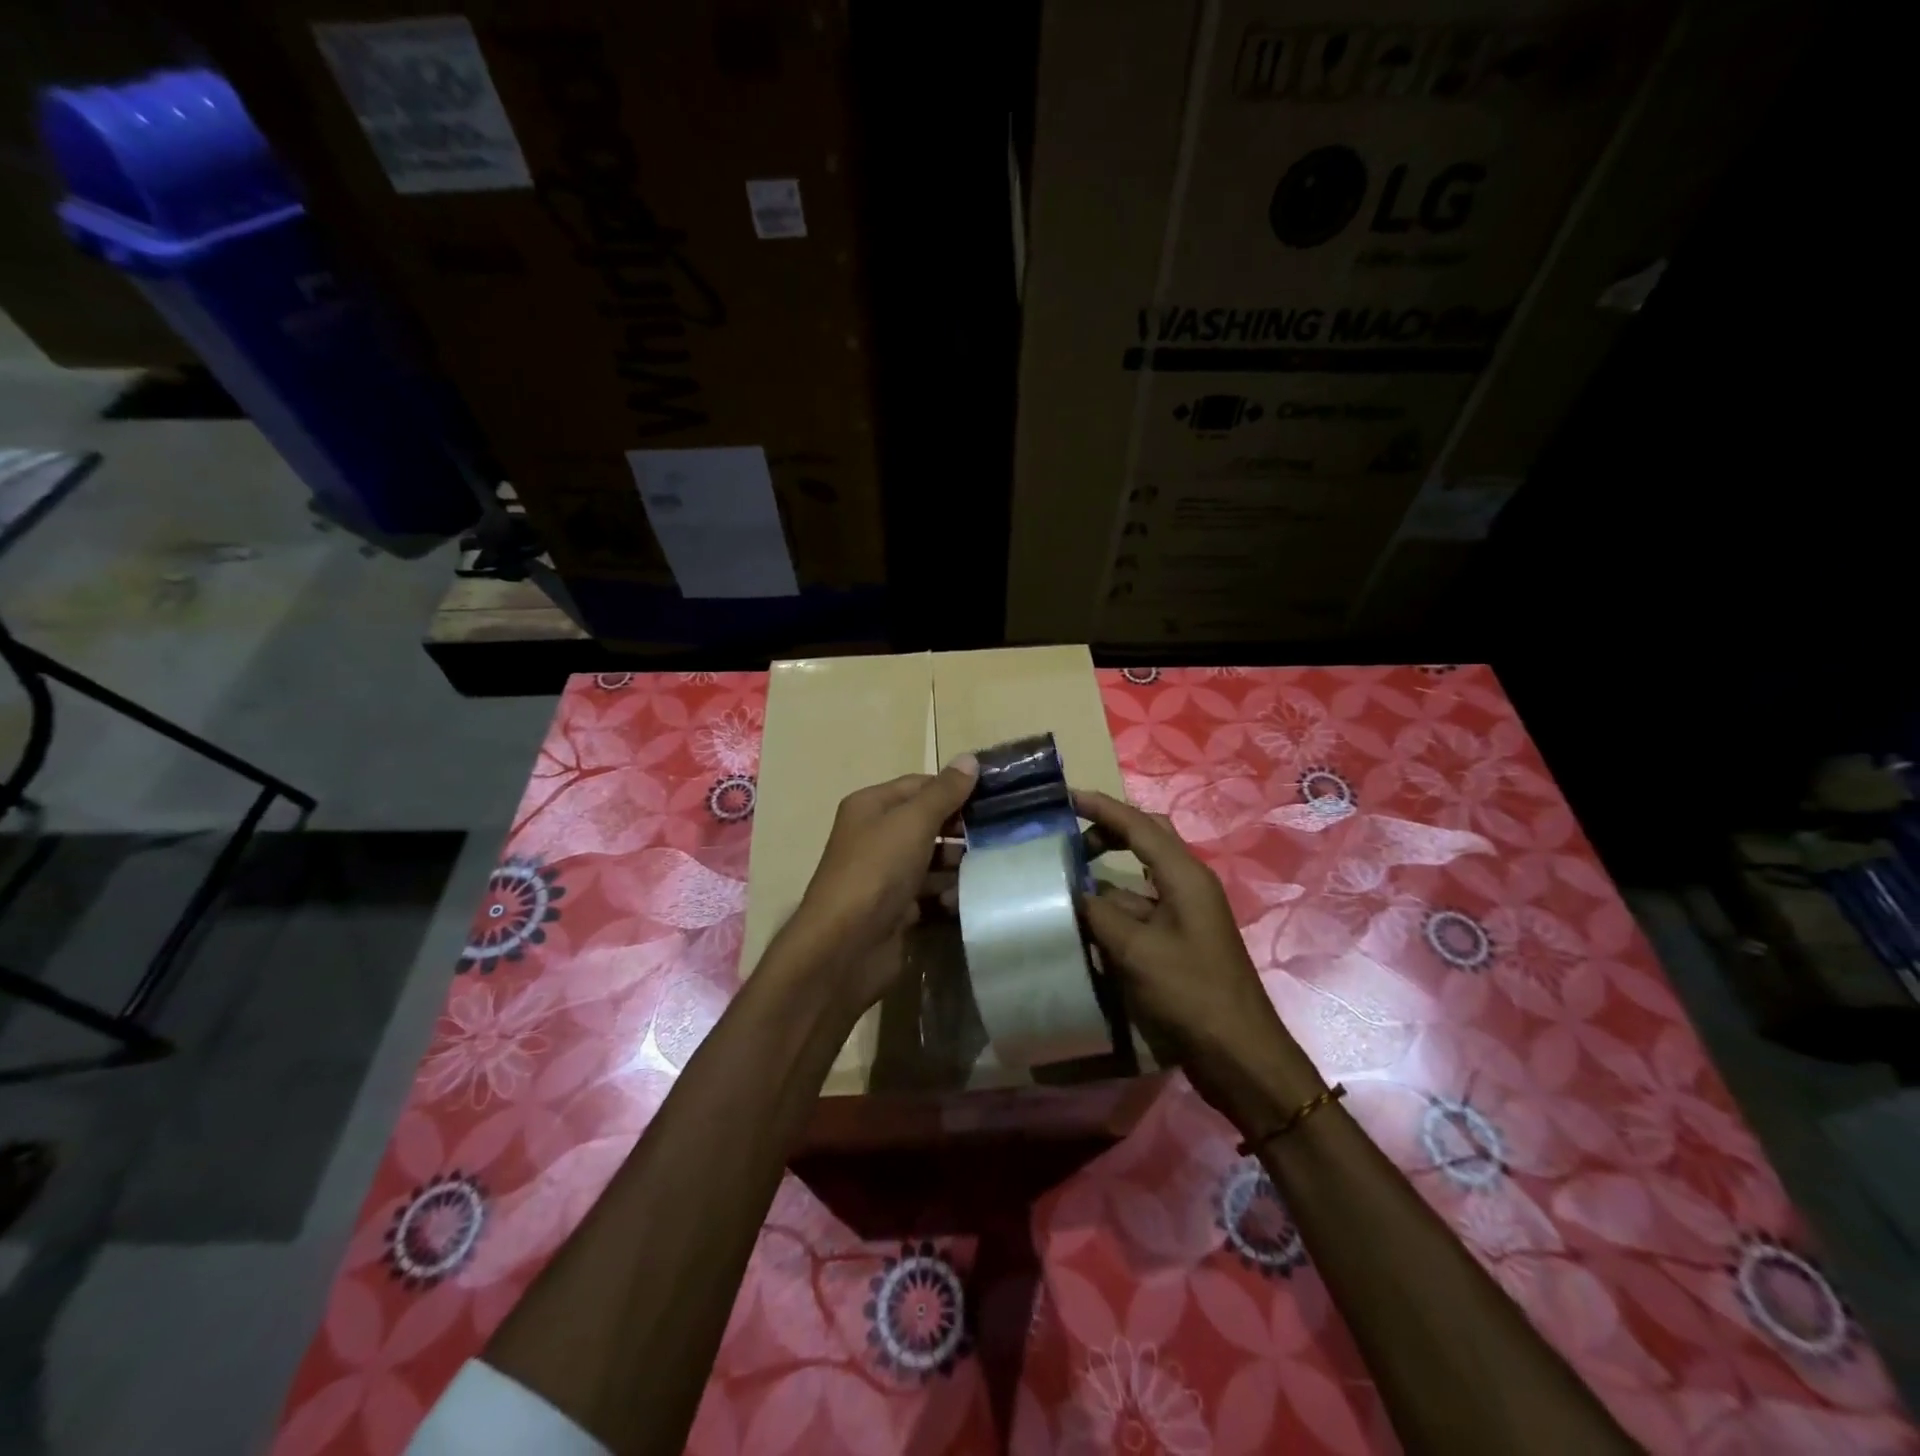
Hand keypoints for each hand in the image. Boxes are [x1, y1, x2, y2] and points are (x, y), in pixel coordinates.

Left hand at [782, 756, 977, 1010]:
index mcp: (870, 806)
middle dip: (959, 827)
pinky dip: (946, 894)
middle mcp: (874, 836)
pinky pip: (927, 893)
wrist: (846, 946)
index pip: (918, 785)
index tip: (993, 796)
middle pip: (925, 822)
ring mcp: (884, 874)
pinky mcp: (894, 908)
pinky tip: (968, 897)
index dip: (953, 788)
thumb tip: (970, 758)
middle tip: (999, 832)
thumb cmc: (877, 870)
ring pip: (929, 859)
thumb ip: (944, 792)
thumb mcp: (913, 822)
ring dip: (957, 862)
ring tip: (990, 865)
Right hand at [1074, 788, 1319, 1121]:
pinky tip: (1086, 923)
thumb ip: (1099, 913)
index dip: (1101, 807)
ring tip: (1065, 881)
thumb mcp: (1135, 950)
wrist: (1238, 1054)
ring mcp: (1185, 914)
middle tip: (1069, 841)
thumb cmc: (1190, 994)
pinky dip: (1113, 909)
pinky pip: (1140, 910)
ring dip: (1106, 876)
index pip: (1138, 825)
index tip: (1065, 797)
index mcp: (1184, 875)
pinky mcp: (1179, 941)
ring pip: (1139, 879)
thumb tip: (1073, 893)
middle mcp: (1187, 885)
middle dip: (1108, 832)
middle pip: (1146, 840)